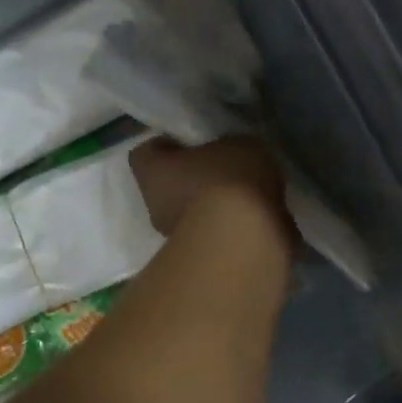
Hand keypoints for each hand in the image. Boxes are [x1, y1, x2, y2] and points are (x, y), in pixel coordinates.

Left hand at [128, 136, 288, 238]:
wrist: (245, 241)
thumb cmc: (229, 181)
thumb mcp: (240, 145)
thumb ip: (229, 148)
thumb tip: (233, 157)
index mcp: (151, 170)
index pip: (147, 152)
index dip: (168, 145)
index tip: (192, 142)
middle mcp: (154, 205)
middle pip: (169, 184)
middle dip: (191, 178)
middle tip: (223, 169)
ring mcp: (175, 237)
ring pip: (191, 212)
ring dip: (212, 206)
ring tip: (246, 196)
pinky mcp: (200, 261)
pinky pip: (213, 234)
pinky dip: (228, 228)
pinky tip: (254, 219)